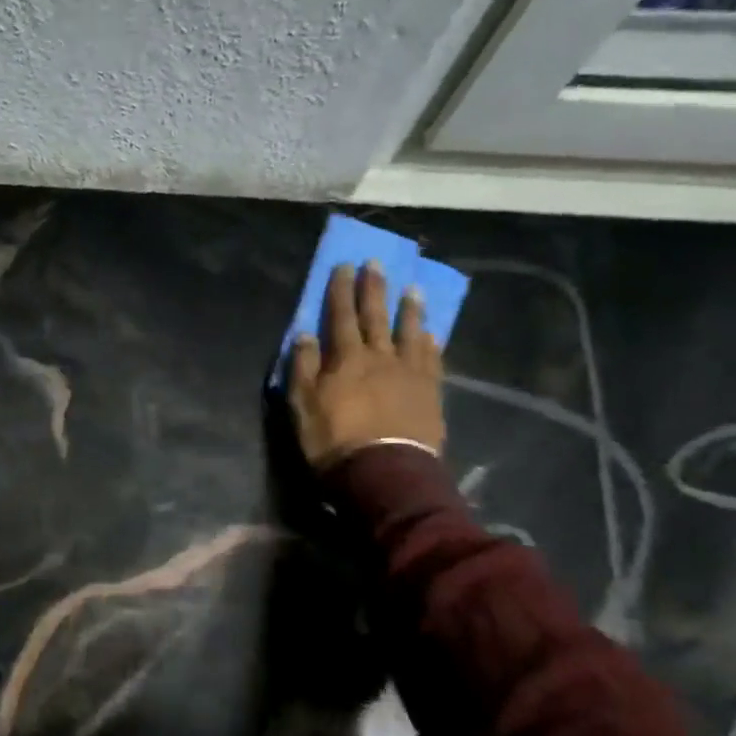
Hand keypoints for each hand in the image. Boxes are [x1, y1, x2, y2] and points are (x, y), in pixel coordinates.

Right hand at [288, 261, 445, 470]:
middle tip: (377, 263)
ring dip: (410, 309)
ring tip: (413, 289)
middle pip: (376, 316)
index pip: (340, 315)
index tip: (344, 265)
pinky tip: (431, 333)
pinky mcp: (430, 393)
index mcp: (346, 358)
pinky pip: (431, 360)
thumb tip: (305, 334)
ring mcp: (409, 373)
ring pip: (410, 332)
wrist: (385, 473)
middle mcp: (380, 357)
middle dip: (374, 289)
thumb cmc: (335, 440)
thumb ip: (303, 367)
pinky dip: (430, 343)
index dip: (341, 290)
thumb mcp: (303, 405)